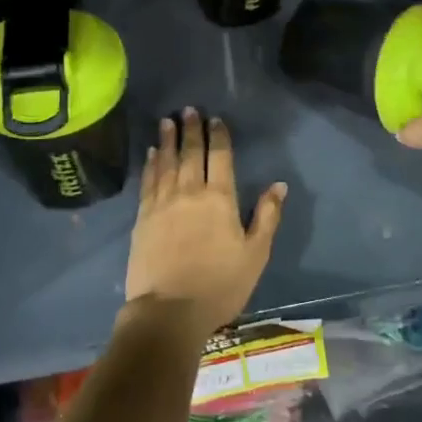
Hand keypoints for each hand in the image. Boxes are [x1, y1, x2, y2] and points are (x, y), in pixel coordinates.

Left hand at [125, 107, 287, 339]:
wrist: (169, 311)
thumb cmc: (220, 285)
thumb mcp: (255, 254)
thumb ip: (267, 216)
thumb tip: (278, 185)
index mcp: (220, 199)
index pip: (219, 157)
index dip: (218, 136)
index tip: (215, 119)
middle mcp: (190, 192)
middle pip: (190, 153)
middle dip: (190, 130)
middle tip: (188, 110)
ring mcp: (162, 203)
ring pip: (166, 163)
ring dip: (167, 140)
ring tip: (166, 121)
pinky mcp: (142, 218)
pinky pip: (148, 182)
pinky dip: (150, 164)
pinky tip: (151, 154)